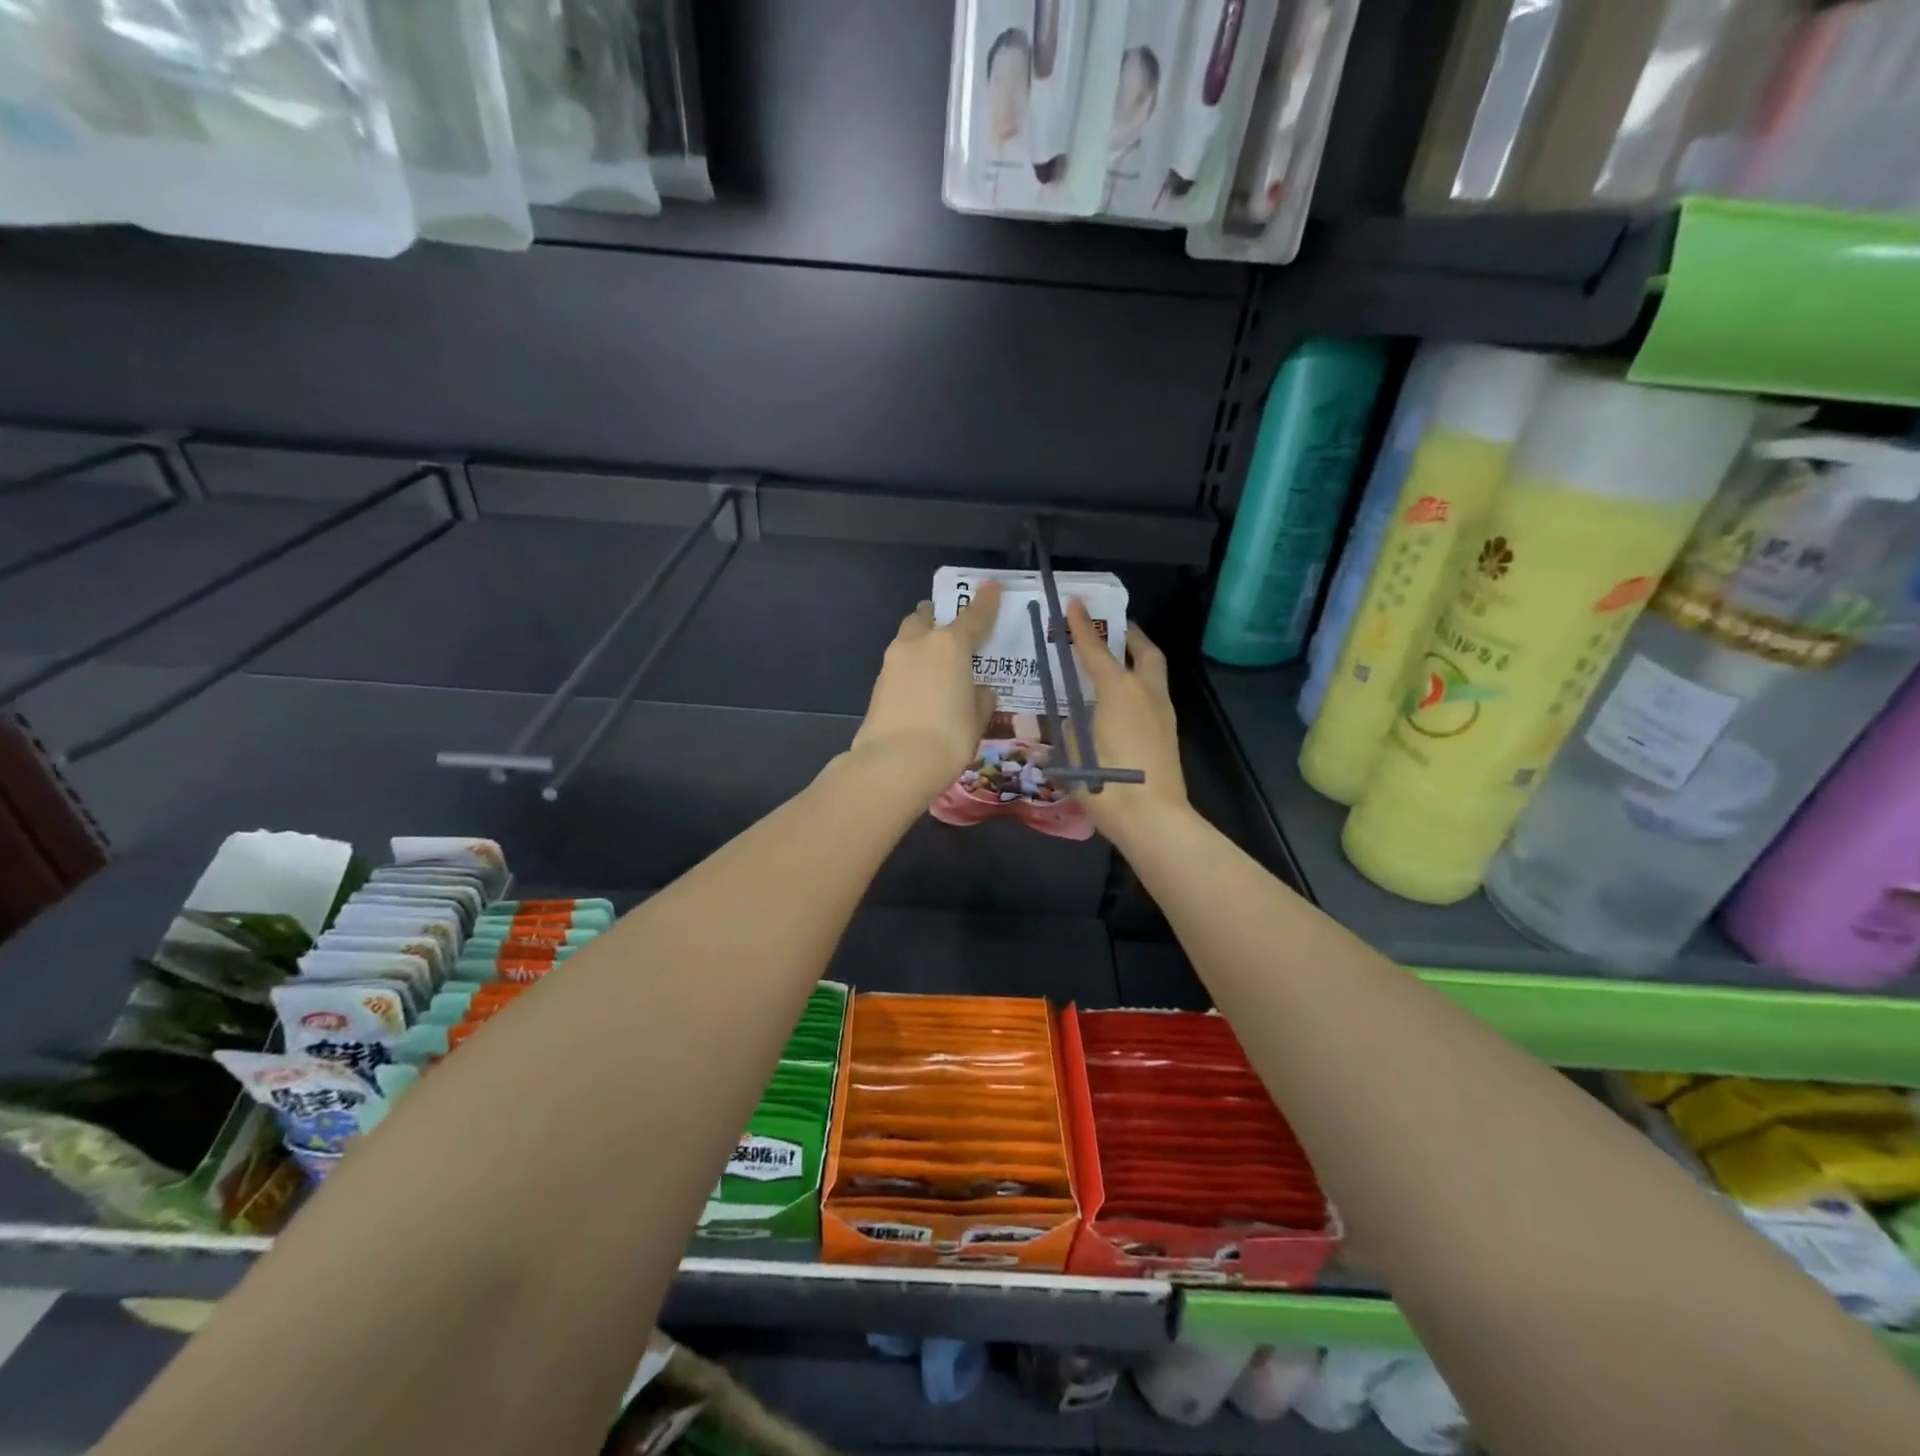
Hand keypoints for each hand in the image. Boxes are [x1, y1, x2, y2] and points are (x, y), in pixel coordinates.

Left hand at [850, 581, 1001, 795]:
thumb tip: (977, 690)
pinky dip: (912, 667)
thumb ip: (980, 698)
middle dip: (938, 618)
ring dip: (922, 642)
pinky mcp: (878, 684)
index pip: (973, 616)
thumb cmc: (949, 737)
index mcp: (950, 645)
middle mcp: (919, 643)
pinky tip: (921, 688)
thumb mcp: (977, 718)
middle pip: (927, 617)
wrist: (894, 763)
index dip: (985, 601)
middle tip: (953, 631)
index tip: (991, 586)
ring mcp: (893, 662)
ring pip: (908, 638)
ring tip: (937, 664)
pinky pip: (899, 664)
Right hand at [1067, 600, 1189, 846]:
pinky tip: (1119, 701)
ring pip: (1152, 672)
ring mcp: (1163, 712)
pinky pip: (1152, 694)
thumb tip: (1074, 718)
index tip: (1073, 602)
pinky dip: (1137, 684)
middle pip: (1143, 651)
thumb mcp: (1072, 751)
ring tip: (1114, 662)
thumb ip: (1070, 726)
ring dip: (1135, 659)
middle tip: (1110, 628)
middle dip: (1127, 634)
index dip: (1080, 626)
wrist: (1153, 819)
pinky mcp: (1168, 732)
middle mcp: (1146, 693)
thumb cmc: (1105, 782)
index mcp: (1118, 691)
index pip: (1095, 650)